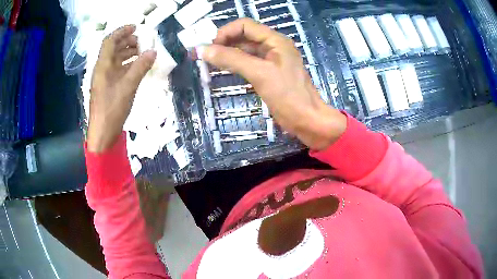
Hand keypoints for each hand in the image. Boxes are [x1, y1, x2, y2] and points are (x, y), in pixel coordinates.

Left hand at [87, 25, 156, 152]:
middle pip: (113, 49)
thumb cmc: (112, 108)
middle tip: (143, 41)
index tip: (136, 27)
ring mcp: (105, 79)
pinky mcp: (108, 88)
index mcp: (103, 66)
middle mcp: (102, 69)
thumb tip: (153, 51)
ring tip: (143, 52)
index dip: (122, 31)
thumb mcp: (128, 86)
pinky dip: (128, 65)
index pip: (109, 41)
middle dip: (127, 41)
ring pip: (116, 59)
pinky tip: (138, 67)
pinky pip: (118, 70)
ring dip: (129, 53)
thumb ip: (140, 67)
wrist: (103, 133)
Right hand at [199, 19, 346, 149]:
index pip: (245, 25)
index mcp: (275, 40)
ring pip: (244, 50)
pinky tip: (222, 69)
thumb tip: (202, 50)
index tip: (209, 47)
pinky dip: (234, 64)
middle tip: (204, 56)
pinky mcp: (267, 72)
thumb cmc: (288, 95)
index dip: (225, 32)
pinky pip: (247, 62)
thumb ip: (231, 59)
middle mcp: (272, 46)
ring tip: (209, 63)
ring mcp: (270, 59)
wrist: (307, 120)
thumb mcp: (259, 73)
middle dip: (223, 43)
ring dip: (227, 53)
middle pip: (243, 36)